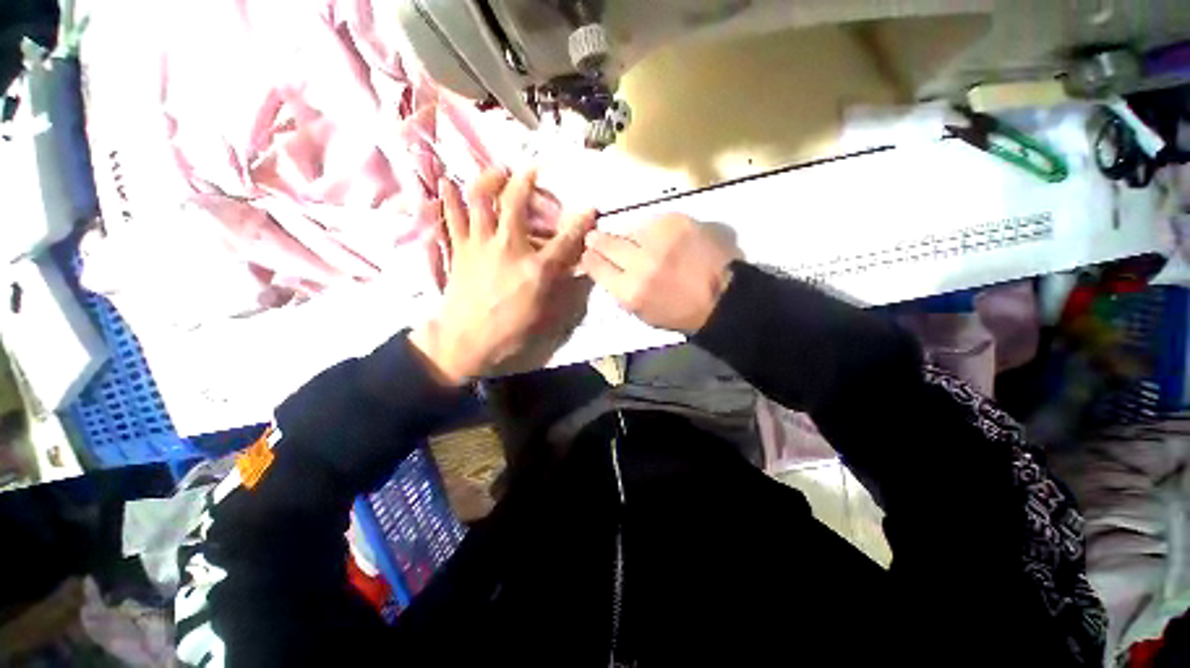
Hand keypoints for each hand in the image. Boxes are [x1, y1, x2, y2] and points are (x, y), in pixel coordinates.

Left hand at [410, 169, 595, 385]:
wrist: (466, 341)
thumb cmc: (510, 331)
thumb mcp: (545, 313)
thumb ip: (560, 286)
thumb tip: (572, 267)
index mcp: (535, 268)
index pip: (565, 239)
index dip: (581, 222)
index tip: (591, 209)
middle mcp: (508, 248)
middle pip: (515, 203)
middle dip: (525, 180)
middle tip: (530, 169)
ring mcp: (480, 245)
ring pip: (480, 200)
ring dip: (488, 179)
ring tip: (496, 170)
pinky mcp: (459, 250)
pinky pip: (452, 218)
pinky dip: (449, 199)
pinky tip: (447, 183)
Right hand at [581, 214, 740, 333]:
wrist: (723, 298)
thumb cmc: (680, 313)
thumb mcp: (641, 312)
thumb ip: (619, 289)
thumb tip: (604, 266)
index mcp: (630, 292)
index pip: (595, 265)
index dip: (589, 258)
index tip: (589, 254)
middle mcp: (640, 263)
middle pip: (605, 241)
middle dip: (597, 240)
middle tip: (596, 238)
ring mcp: (659, 239)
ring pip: (628, 228)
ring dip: (630, 236)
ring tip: (643, 244)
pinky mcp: (677, 221)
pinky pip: (652, 221)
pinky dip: (653, 230)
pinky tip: (663, 240)